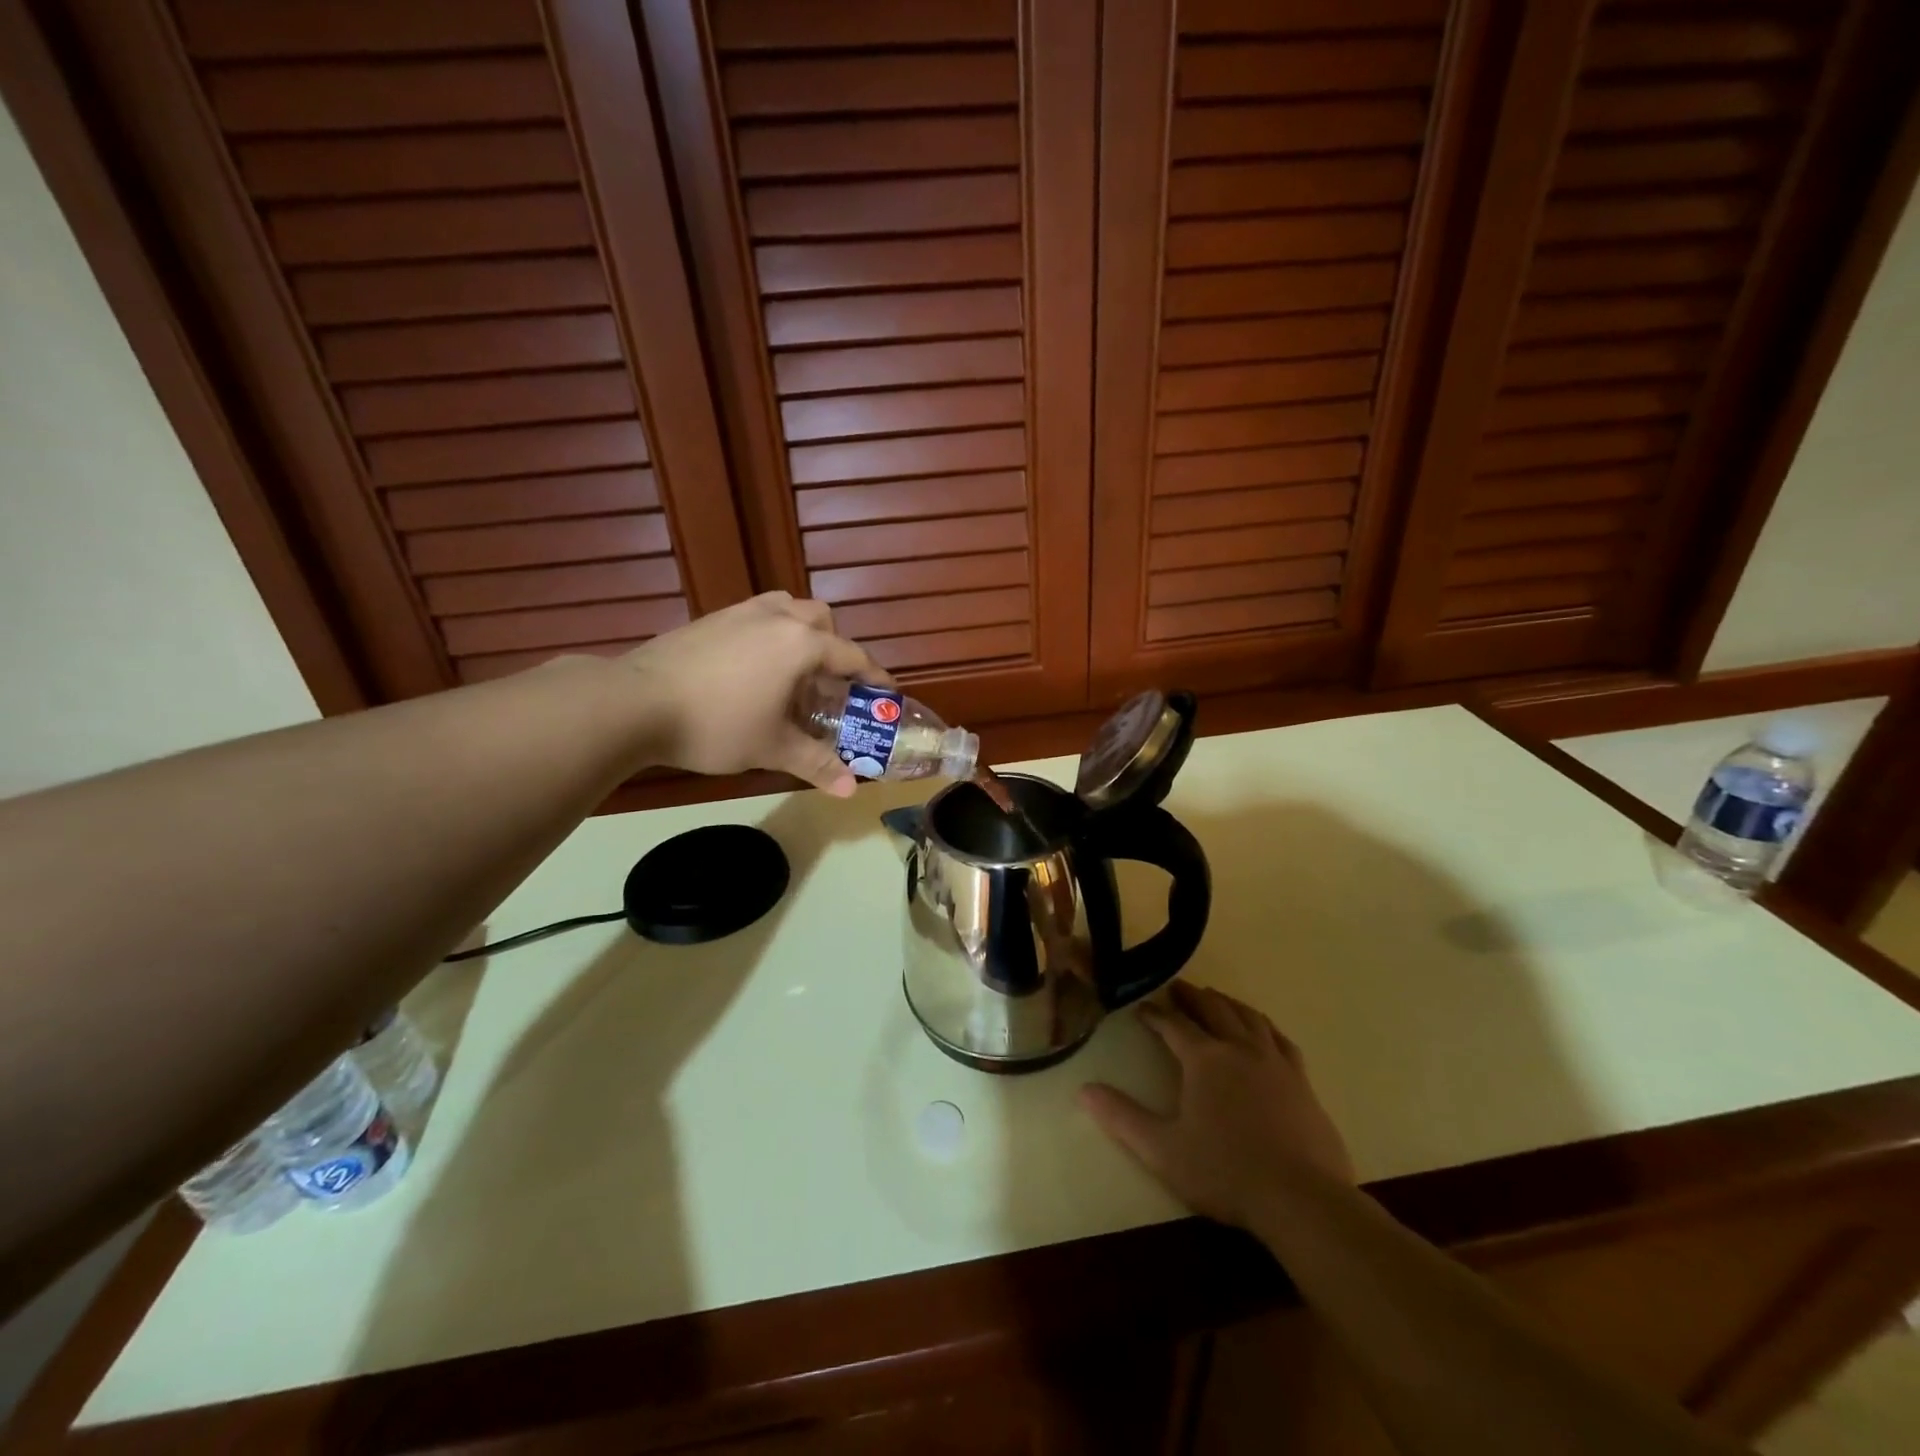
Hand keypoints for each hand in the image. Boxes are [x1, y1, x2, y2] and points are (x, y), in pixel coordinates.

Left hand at [618, 593, 890, 795]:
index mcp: (801, 644)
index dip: (875, 678)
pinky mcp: (711, 618)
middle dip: (835, 647)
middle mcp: (777, 617)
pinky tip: (752, 670)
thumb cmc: (716, 725)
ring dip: (801, 633)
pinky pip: (757, 616)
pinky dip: (770, 634)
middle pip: (822, 620)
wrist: (635, 702)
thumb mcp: (772, 748)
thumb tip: (852, 790)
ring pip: (787, 609)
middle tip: (830, 685)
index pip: (853, 657)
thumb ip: (817, 764)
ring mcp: (741, 612)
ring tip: (793, 671)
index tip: (887, 695)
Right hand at [1080, 982, 1354, 1228]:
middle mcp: (1239, 1049)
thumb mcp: (1162, 1150)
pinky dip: (1265, 1026)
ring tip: (1217, 999)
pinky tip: (1263, 1031)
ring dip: (1228, 1003)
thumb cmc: (1225, 1172)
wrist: (1301, 1199)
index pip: (1173, 1025)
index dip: (1155, 1014)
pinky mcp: (1302, 1082)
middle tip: (1178, 987)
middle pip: (1213, 1010)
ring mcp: (1275, 1063)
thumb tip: (1084, 1089)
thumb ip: (1122, 1118)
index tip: (1141, 1007)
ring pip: (1249, 1017)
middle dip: (1192, 997)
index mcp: (1204, 1059)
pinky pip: (1281, 1040)